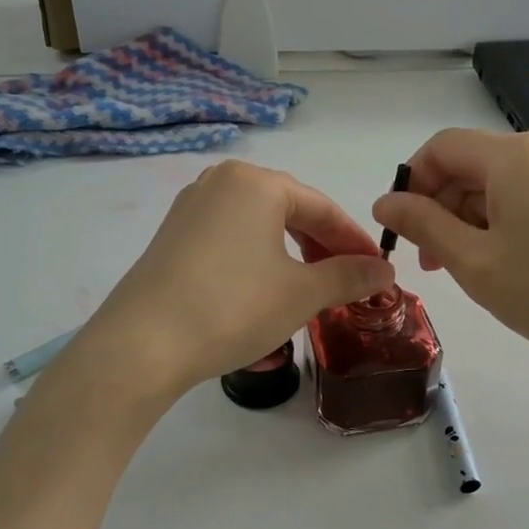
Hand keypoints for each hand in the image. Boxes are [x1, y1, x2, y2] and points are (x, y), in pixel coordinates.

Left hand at [74, 160, 394, 398]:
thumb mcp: (301, 294)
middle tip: (347, 282)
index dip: (354, 241)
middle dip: (323, 247)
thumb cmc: (233, 307)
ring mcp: (190, 209)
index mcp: (255, 182)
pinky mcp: (171, 238)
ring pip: (258, 226)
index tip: (379, 270)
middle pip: (289, 211)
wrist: (142, 345)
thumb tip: (386, 271)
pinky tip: (266, 291)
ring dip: (292, 255)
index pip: (322, 207)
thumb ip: (349, 276)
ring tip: (310, 289)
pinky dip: (259, 260)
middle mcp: (220, 183)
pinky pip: (230, 239)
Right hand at [371, 129, 528, 380]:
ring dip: (469, 218)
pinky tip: (504, 262)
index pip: (441, 148)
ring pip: (499, 183)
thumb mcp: (474, 261)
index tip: (401, 231)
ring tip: (466, 269)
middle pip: (471, 164)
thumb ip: (423, 225)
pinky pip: (528, 195)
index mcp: (513, 155)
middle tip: (431, 262)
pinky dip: (502, 221)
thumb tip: (385, 202)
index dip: (411, 184)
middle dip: (440, 206)